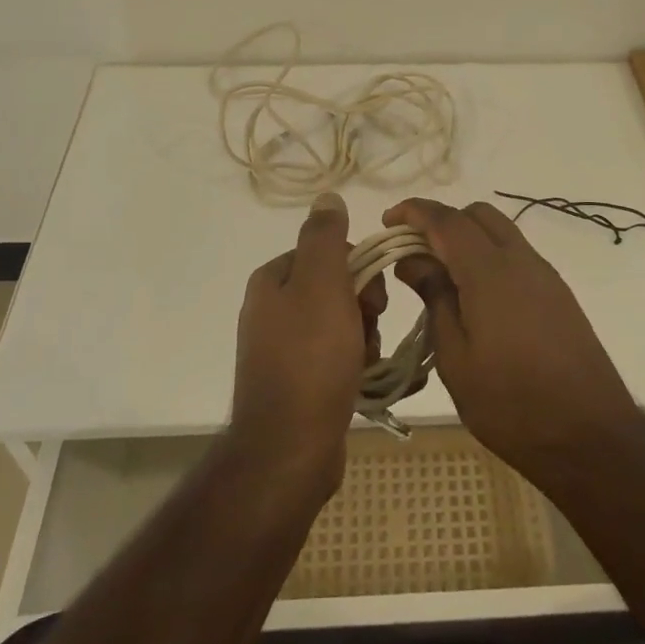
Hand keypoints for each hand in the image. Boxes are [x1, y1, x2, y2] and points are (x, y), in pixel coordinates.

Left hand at [229, 191, 385, 498]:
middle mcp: (271, 309)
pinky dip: (353, 361)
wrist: (290, 447)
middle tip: (369, 328)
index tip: (373, 298)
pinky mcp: (296, 381)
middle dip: (362, 305)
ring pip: (340, 321)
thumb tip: (326, 196)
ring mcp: (281, 348)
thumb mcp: (321, 284)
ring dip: (362, 335)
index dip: (358, 269)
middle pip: (335, 286)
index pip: (328, 252)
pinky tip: (359, 378)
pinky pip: (334, 355)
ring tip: (364, 360)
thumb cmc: (310, 358)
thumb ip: (325, 236)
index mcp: (272, 281)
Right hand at [382, 197, 642, 487]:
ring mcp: (545, 275)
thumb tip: (413, 260)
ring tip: (440, 277)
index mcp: (491, 271)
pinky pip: (516, 255)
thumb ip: (435, 298)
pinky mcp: (558, 294)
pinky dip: (488, 257)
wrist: (591, 437)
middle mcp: (521, 260)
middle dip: (442, 221)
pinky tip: (474, 297)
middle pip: (478, 215)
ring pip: (501, 232)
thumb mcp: (456, 357)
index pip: (447, 220)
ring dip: (467, 238)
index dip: (414, 211)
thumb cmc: (511, 403)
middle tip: (414, 253)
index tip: (388, 221)